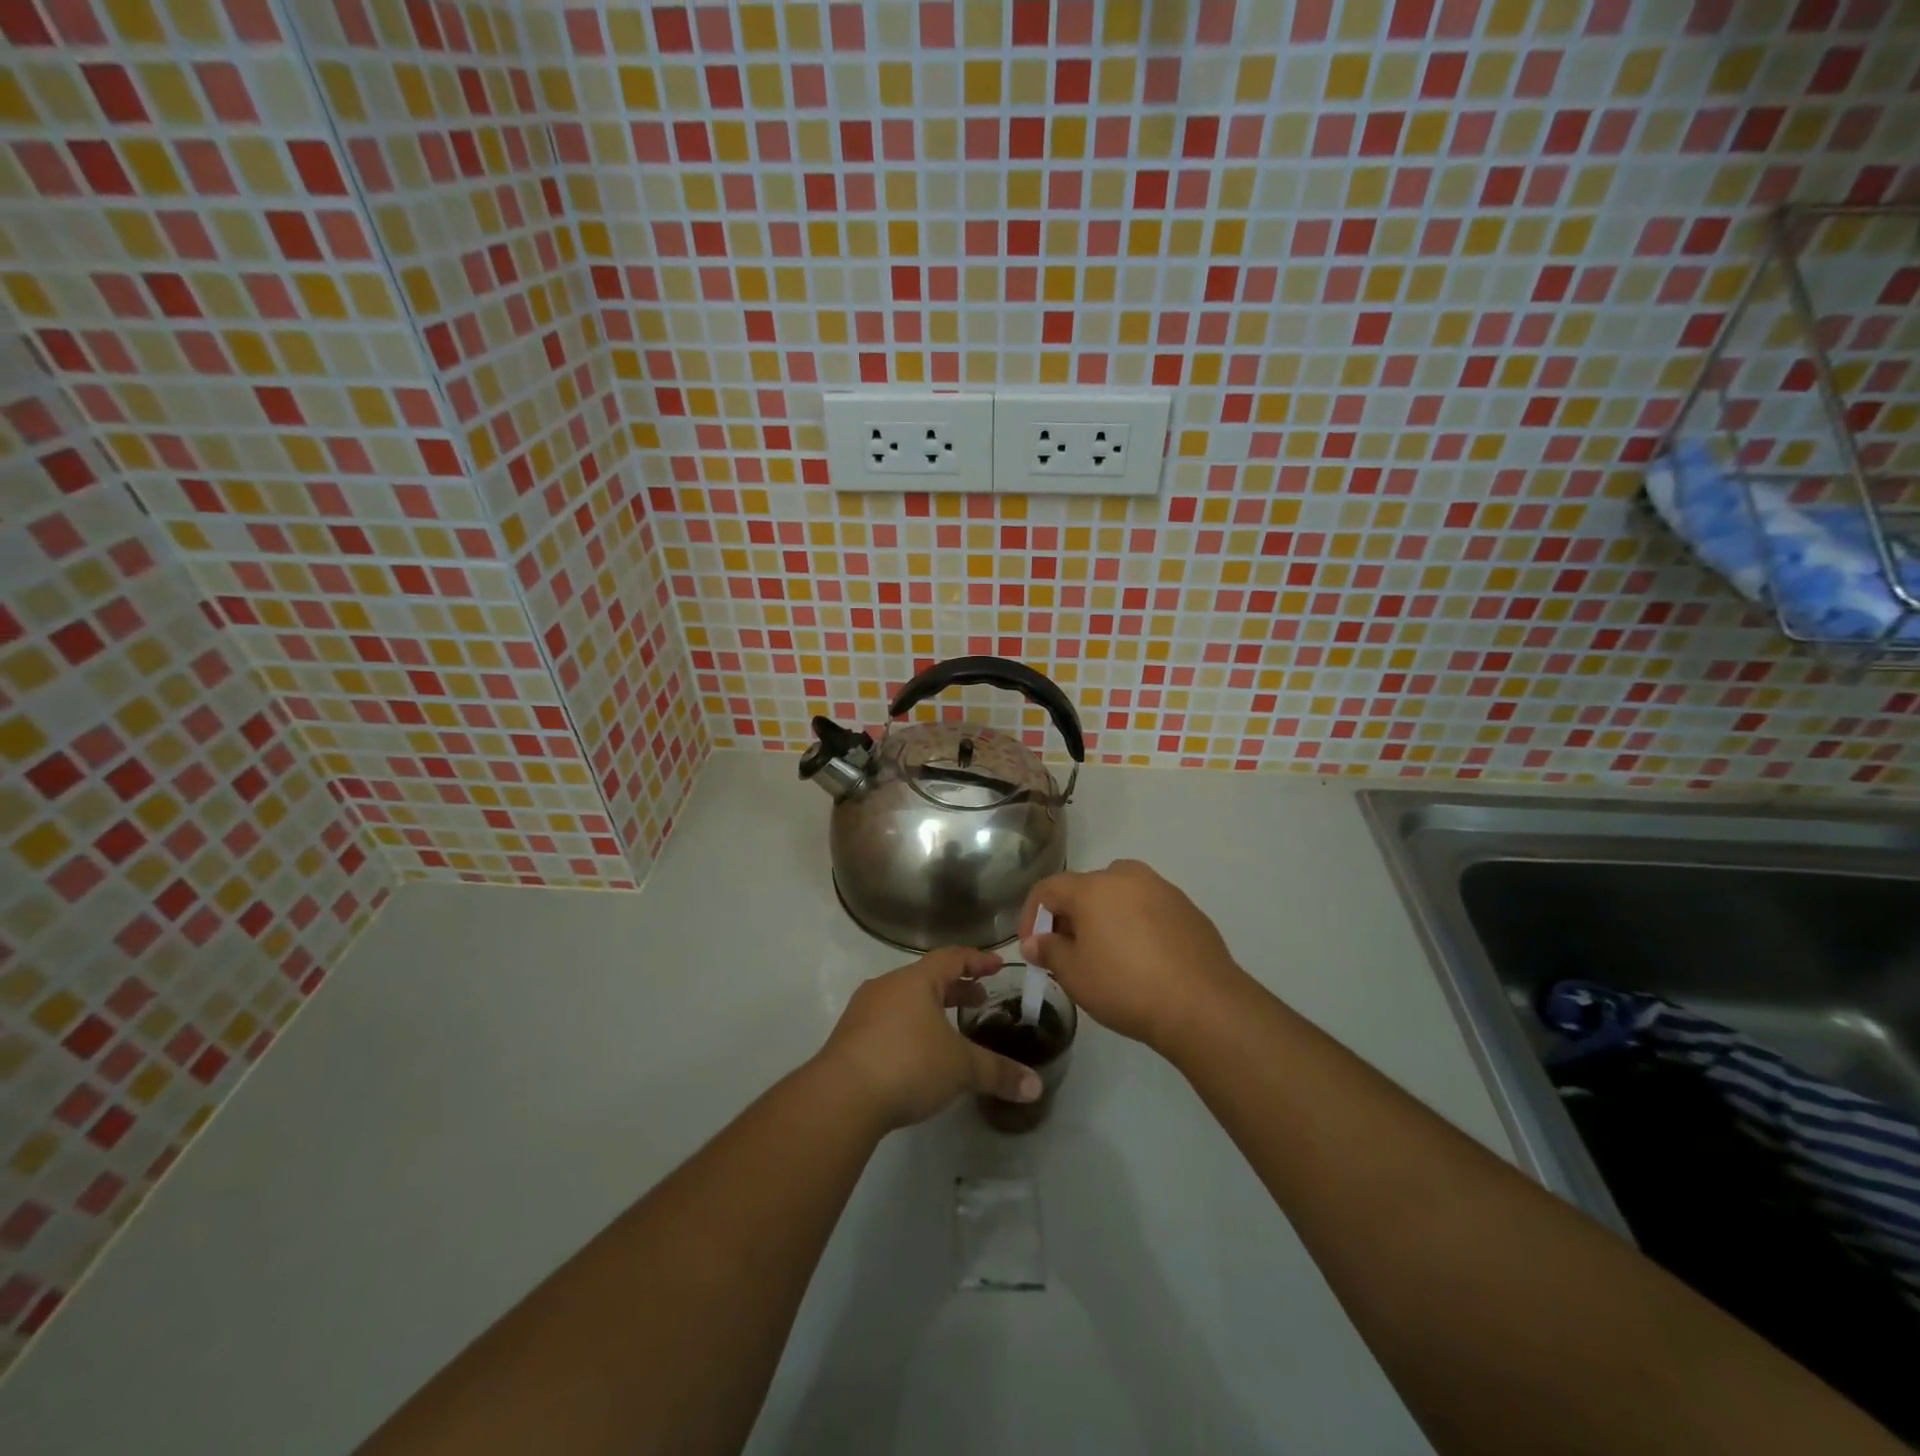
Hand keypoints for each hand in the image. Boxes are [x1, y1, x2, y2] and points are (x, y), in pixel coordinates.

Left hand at [813, 948, 1042, 1131]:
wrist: (841, 1097)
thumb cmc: (908, 1064)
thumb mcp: (961, 1068)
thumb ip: (998, 1073)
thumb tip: (1036, 1086)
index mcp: (915, 981)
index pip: (952, 958)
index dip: (977, 960)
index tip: (998, 966)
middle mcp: (887, 987)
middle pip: (927, 978)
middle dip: (955, 988)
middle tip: (979, 1000)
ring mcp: (863, 1011)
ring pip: (905, 1000)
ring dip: (930, 1009)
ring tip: (950, 1030)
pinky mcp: (848, 1038)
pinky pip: (887, 1022)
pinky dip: (909, 1028)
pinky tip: (918, 1055)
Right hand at [1019, 860, 1248, 1054]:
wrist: (1203, 1004)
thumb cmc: (1126, 986)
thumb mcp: (1075, 975)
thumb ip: (1049, 952)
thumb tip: (1035, 942)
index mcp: (1093, 887)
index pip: (1048, 889)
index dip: (1032, 916)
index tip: (1031, 947)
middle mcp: (1126, 877)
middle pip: (1085, 887)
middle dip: (1070, 916)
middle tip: (1068, 950)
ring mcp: (1162, 889)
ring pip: (1120, 894)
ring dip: (1104, 916)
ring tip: (1106, 952)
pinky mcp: (1187, 908)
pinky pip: (1148, 908)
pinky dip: (1136, 923)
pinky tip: (1142, 958)